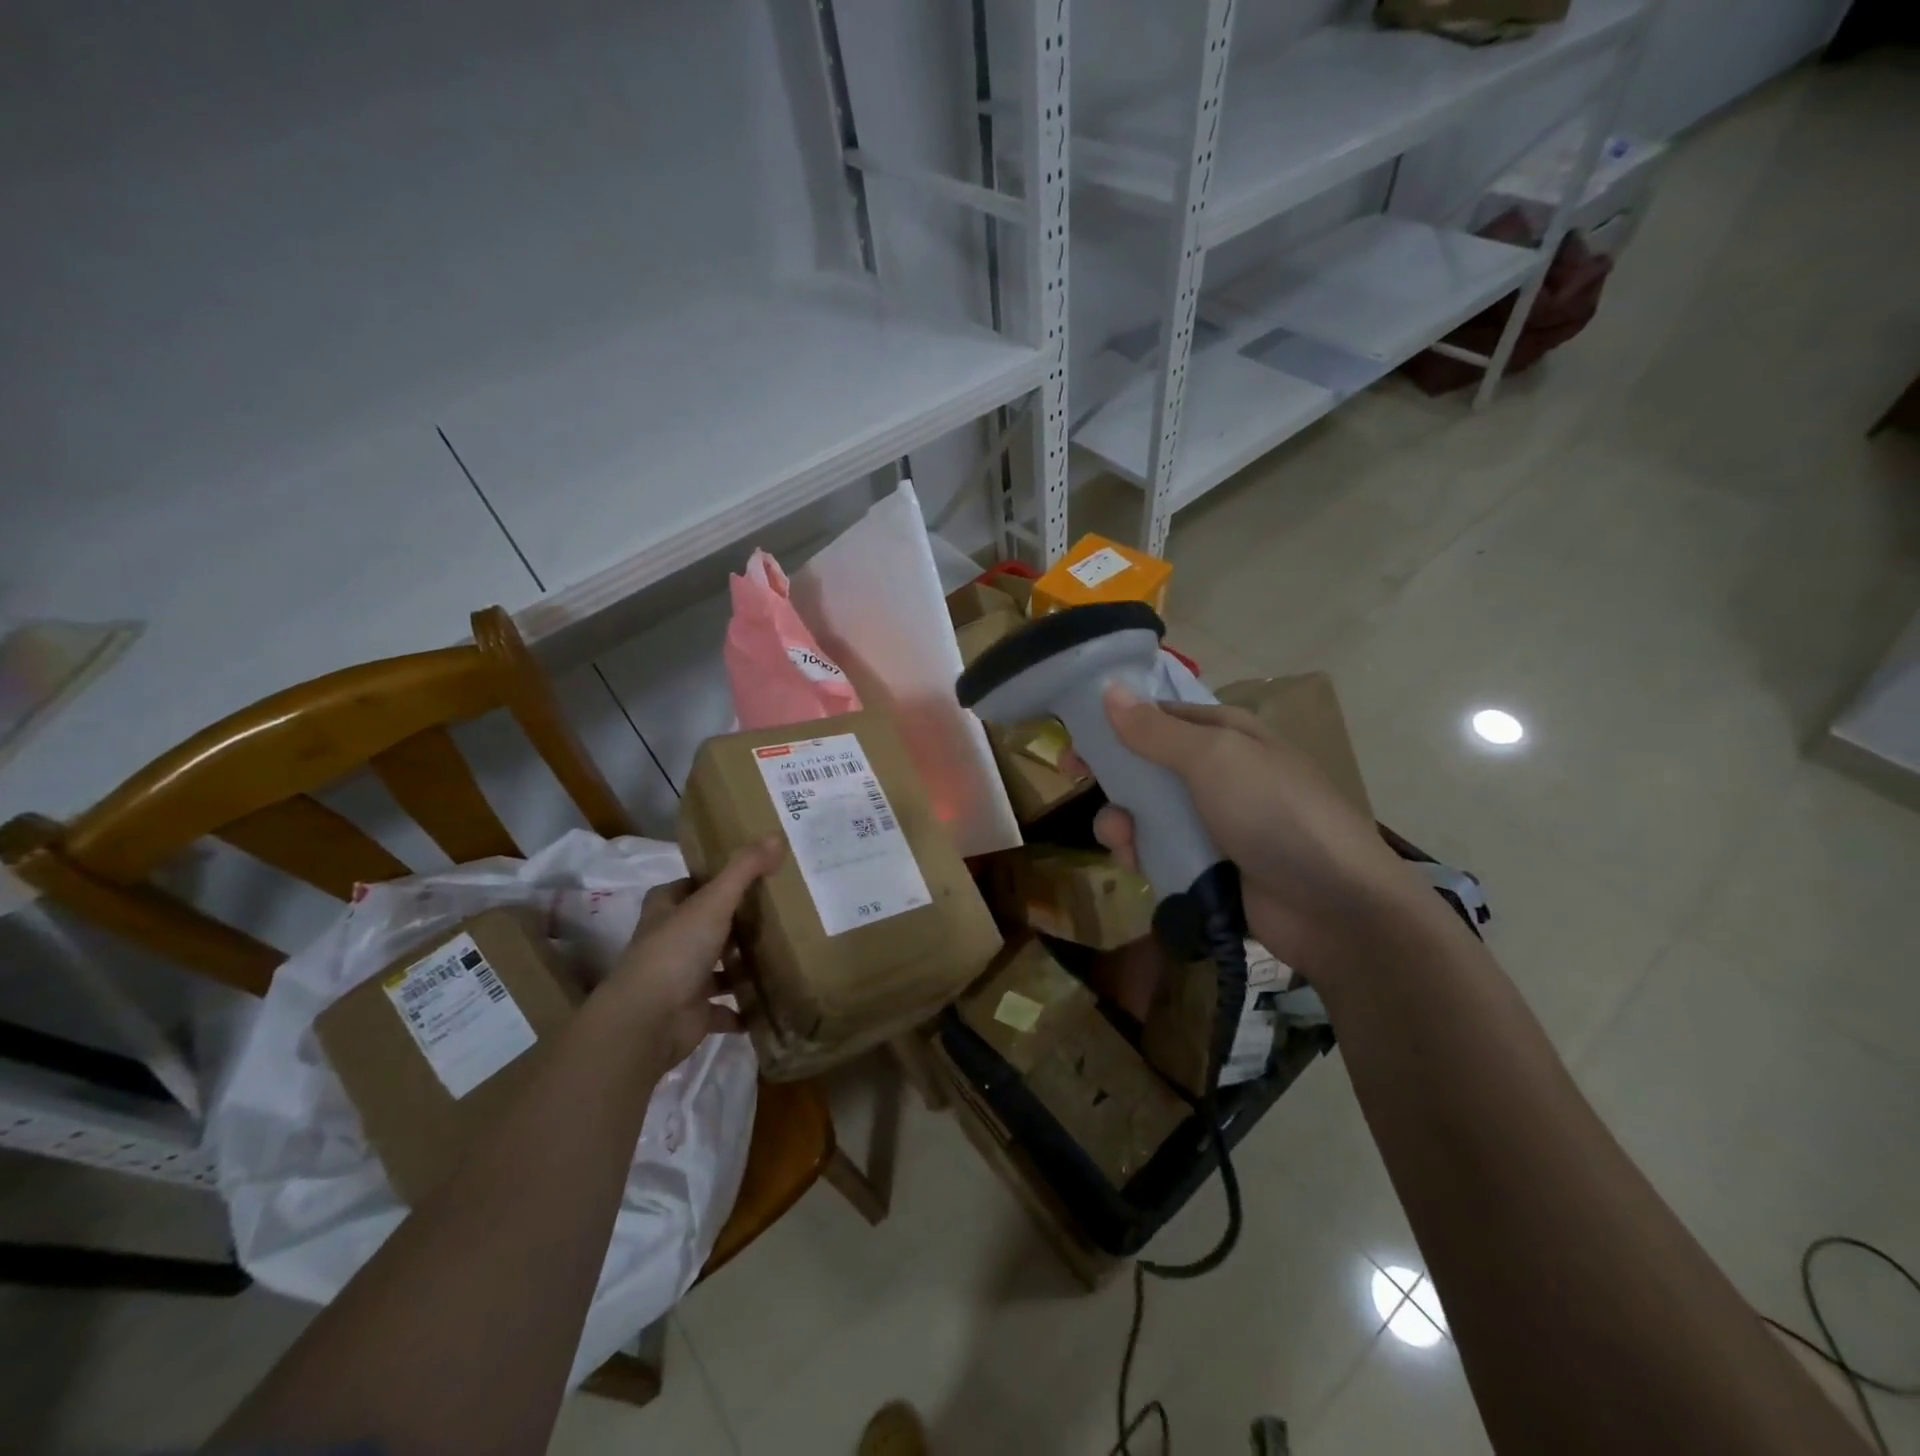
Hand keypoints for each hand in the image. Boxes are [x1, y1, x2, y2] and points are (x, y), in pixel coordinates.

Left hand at [603, 837, 782, 1069]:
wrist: (648, 1021)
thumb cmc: (676, 951)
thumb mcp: (713, 901)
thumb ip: (744, 870)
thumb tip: (777, 835)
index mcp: (666, 910)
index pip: (689, 887)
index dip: (714, 880)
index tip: (751, 875)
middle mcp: (670, 942)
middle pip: (707, 926)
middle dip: (736, 923)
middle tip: (779, 911)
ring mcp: (681, 979)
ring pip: (718, 968)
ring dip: (742, 966)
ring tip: (783, 953)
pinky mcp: (694, 1013)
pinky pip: (726, 1009)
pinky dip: (745, 1008)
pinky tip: (772, 1000)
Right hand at [1077, 686, 1420, 976]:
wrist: (1333, 908)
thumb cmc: (1275, 814)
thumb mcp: (1214, 759)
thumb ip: (1156, 730)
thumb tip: (1109, 690)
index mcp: (1225, 734)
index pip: (1159, 715)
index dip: (1114, 722)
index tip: (1073, 735)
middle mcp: (1218, 773)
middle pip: (1147, 764)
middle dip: (1113, 774)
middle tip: (1075, 780)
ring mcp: (1214, 822)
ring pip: (1147, 811)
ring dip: (1123, 820)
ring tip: (1122, 838)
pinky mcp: (1208, 866)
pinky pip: (1160, 851)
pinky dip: (1142, 854)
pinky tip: (1136, 864)